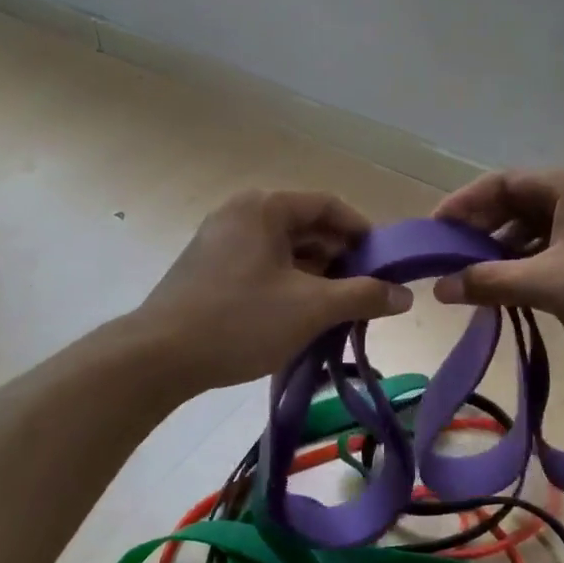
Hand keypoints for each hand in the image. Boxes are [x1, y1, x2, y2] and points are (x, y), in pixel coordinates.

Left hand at [137, 189, 411, 391]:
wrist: (157, 357)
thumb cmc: (240, 321)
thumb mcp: (311, 308)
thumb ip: (363, 296)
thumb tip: (406, 296)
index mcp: (264, 207)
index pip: (327, 205)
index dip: (362, 231)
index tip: (385, 263)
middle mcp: (241, 213)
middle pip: (305, 226)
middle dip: (340, 257)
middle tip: (366, 291)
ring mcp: (220, 240)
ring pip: (283, 249)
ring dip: (315, 274)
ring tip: (339, 308)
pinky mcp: (208, 268)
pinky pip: (262, 265)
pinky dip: (288, 283)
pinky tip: (301, 315)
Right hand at [432, 164, 563, 350]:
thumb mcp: (549, 284)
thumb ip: (489, 283)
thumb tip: (439, 288)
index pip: (498, 183)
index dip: (461, 206)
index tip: (433, 233)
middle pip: (518, 201)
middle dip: (483, 230)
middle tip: (452, 260)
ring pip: (540, 222)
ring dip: (509, 248)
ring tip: (482, 278)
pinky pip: (562, 237)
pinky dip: (537, 257)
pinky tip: (524, 285)